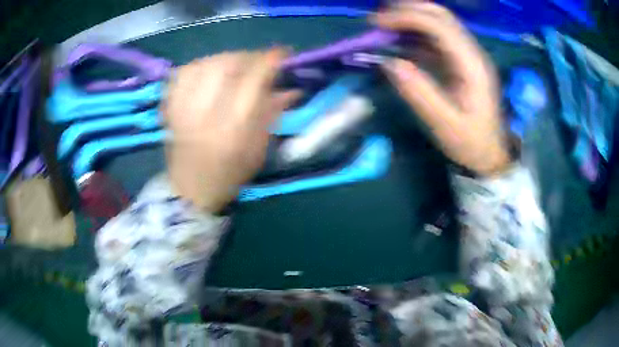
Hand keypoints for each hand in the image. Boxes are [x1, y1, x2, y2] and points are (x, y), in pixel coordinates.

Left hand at [164, 50, 299, 211]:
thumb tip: (291, 88)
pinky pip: (182, 73)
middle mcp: (205, 114)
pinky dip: (199, 65)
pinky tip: (208, 70)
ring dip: (224, 58)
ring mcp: (183, 109)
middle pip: (226, 65)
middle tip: (257, 61)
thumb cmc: (229, 175)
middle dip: (247, 56)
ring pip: (203, 64)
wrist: (190, 190)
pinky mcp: (170, 107)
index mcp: (232, 129)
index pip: (253, 81)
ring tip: (234, 65)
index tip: (282, 54)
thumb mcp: (258, 150)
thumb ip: (272, 114)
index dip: (269, 61)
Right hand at [374, 2, 510, 175]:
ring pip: (439, 22)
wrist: (489, 154)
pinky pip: (436, 38)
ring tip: (384, 27)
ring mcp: (467, 55)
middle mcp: (472, 53)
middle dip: (408, 10)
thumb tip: (389, 63)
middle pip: (441, 15)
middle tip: (378, 21)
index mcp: (472, 65)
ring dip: (410, 19)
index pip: (440, 26)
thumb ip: (419, 93)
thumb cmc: (470, 143)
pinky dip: (415, 34)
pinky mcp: (460, 61)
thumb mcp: (444, 125)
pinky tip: (399, 41)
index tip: (377, 23)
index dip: (407, 17)